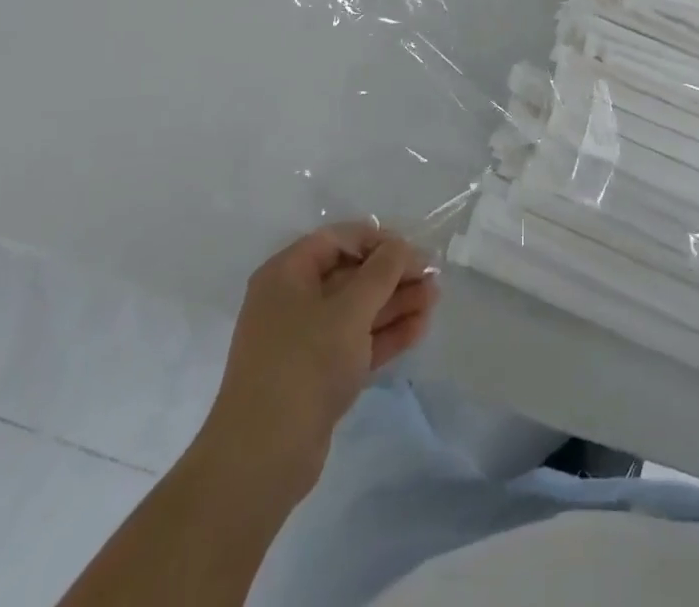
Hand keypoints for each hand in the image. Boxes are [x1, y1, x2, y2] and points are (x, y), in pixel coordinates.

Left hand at [202, 224, 437, 497]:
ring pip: (357, 310)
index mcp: (287, 274)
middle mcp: (293, 300)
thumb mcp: (349, 310)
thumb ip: (381, 272)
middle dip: (393, 274)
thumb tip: (402, 246)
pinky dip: (386, 333)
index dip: (378, 240)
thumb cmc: (304, 365)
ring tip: (435, 299)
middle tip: (433, 276)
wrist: (262, 459)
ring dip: (396, 303)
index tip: (413, 250)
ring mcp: (304, 340)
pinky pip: (356, 341)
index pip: (337, 240)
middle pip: (350, 274)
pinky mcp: (318, 374)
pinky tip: (420, 327)